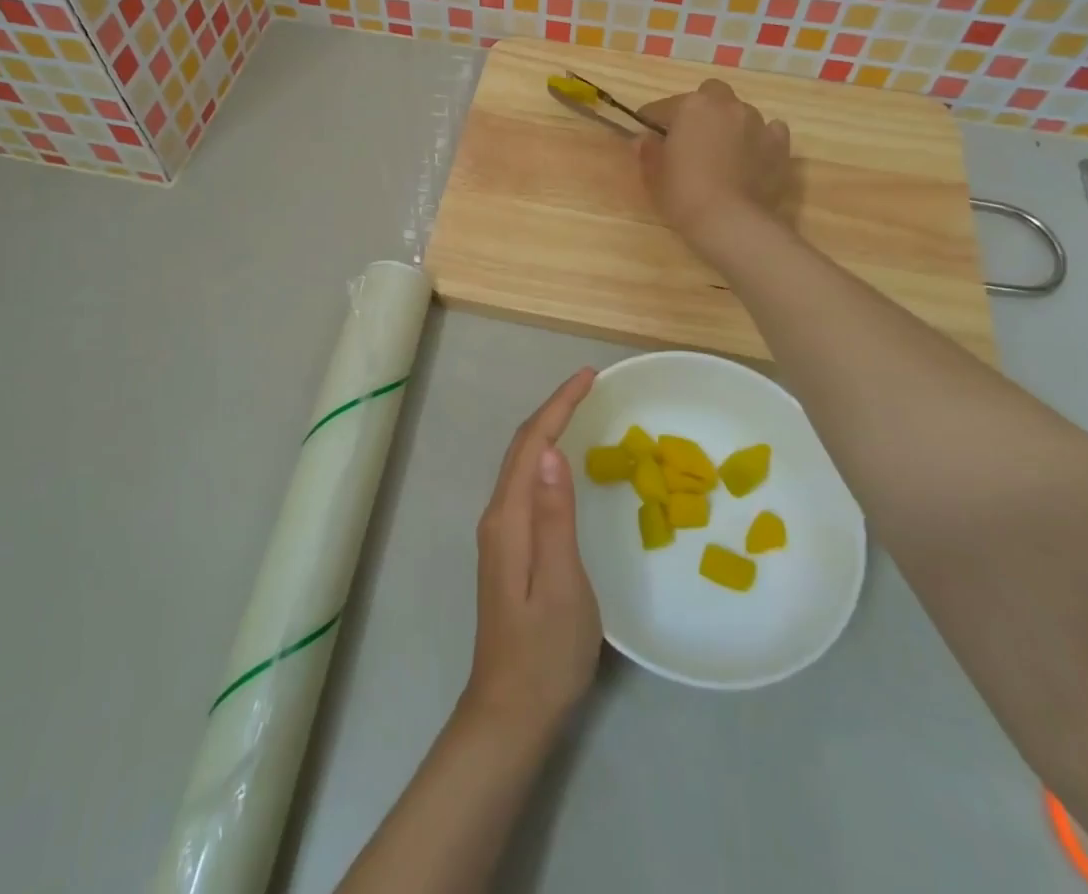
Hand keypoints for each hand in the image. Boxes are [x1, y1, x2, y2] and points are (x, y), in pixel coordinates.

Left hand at [461, 369, 602, 746]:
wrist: (510, 713)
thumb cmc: (545, 653)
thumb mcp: (563, 586)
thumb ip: (555, 518)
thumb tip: (553, 452)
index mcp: (509, 518)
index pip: (533, 443)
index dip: (559, 404)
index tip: (589, 376)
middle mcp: (498, 515)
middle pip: (522, 447)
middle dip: (553, 409)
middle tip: (589, 385)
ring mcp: (500, 533)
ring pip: (522, 464)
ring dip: (548, 430)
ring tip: (580, 411)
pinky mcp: (508, 548)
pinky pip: (526, 484)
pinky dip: (545, 458)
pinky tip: (563, 465)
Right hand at [637, 79, 791, 250]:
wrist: (730, 221)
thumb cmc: (683, 194)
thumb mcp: (654, 174)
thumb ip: (648, 151)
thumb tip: (646, 140)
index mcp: (691, 106)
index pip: (662, 107)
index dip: (651, 121)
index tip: (646, 136)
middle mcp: (726, 105)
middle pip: (711, 94)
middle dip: (700, 109)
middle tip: (691, 136)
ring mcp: (757, 122)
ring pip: (740, 112)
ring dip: (729, 124)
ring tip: (723, 151)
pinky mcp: (780, 144)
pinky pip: (769, 131)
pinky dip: (759, 138)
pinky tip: (752, 156)